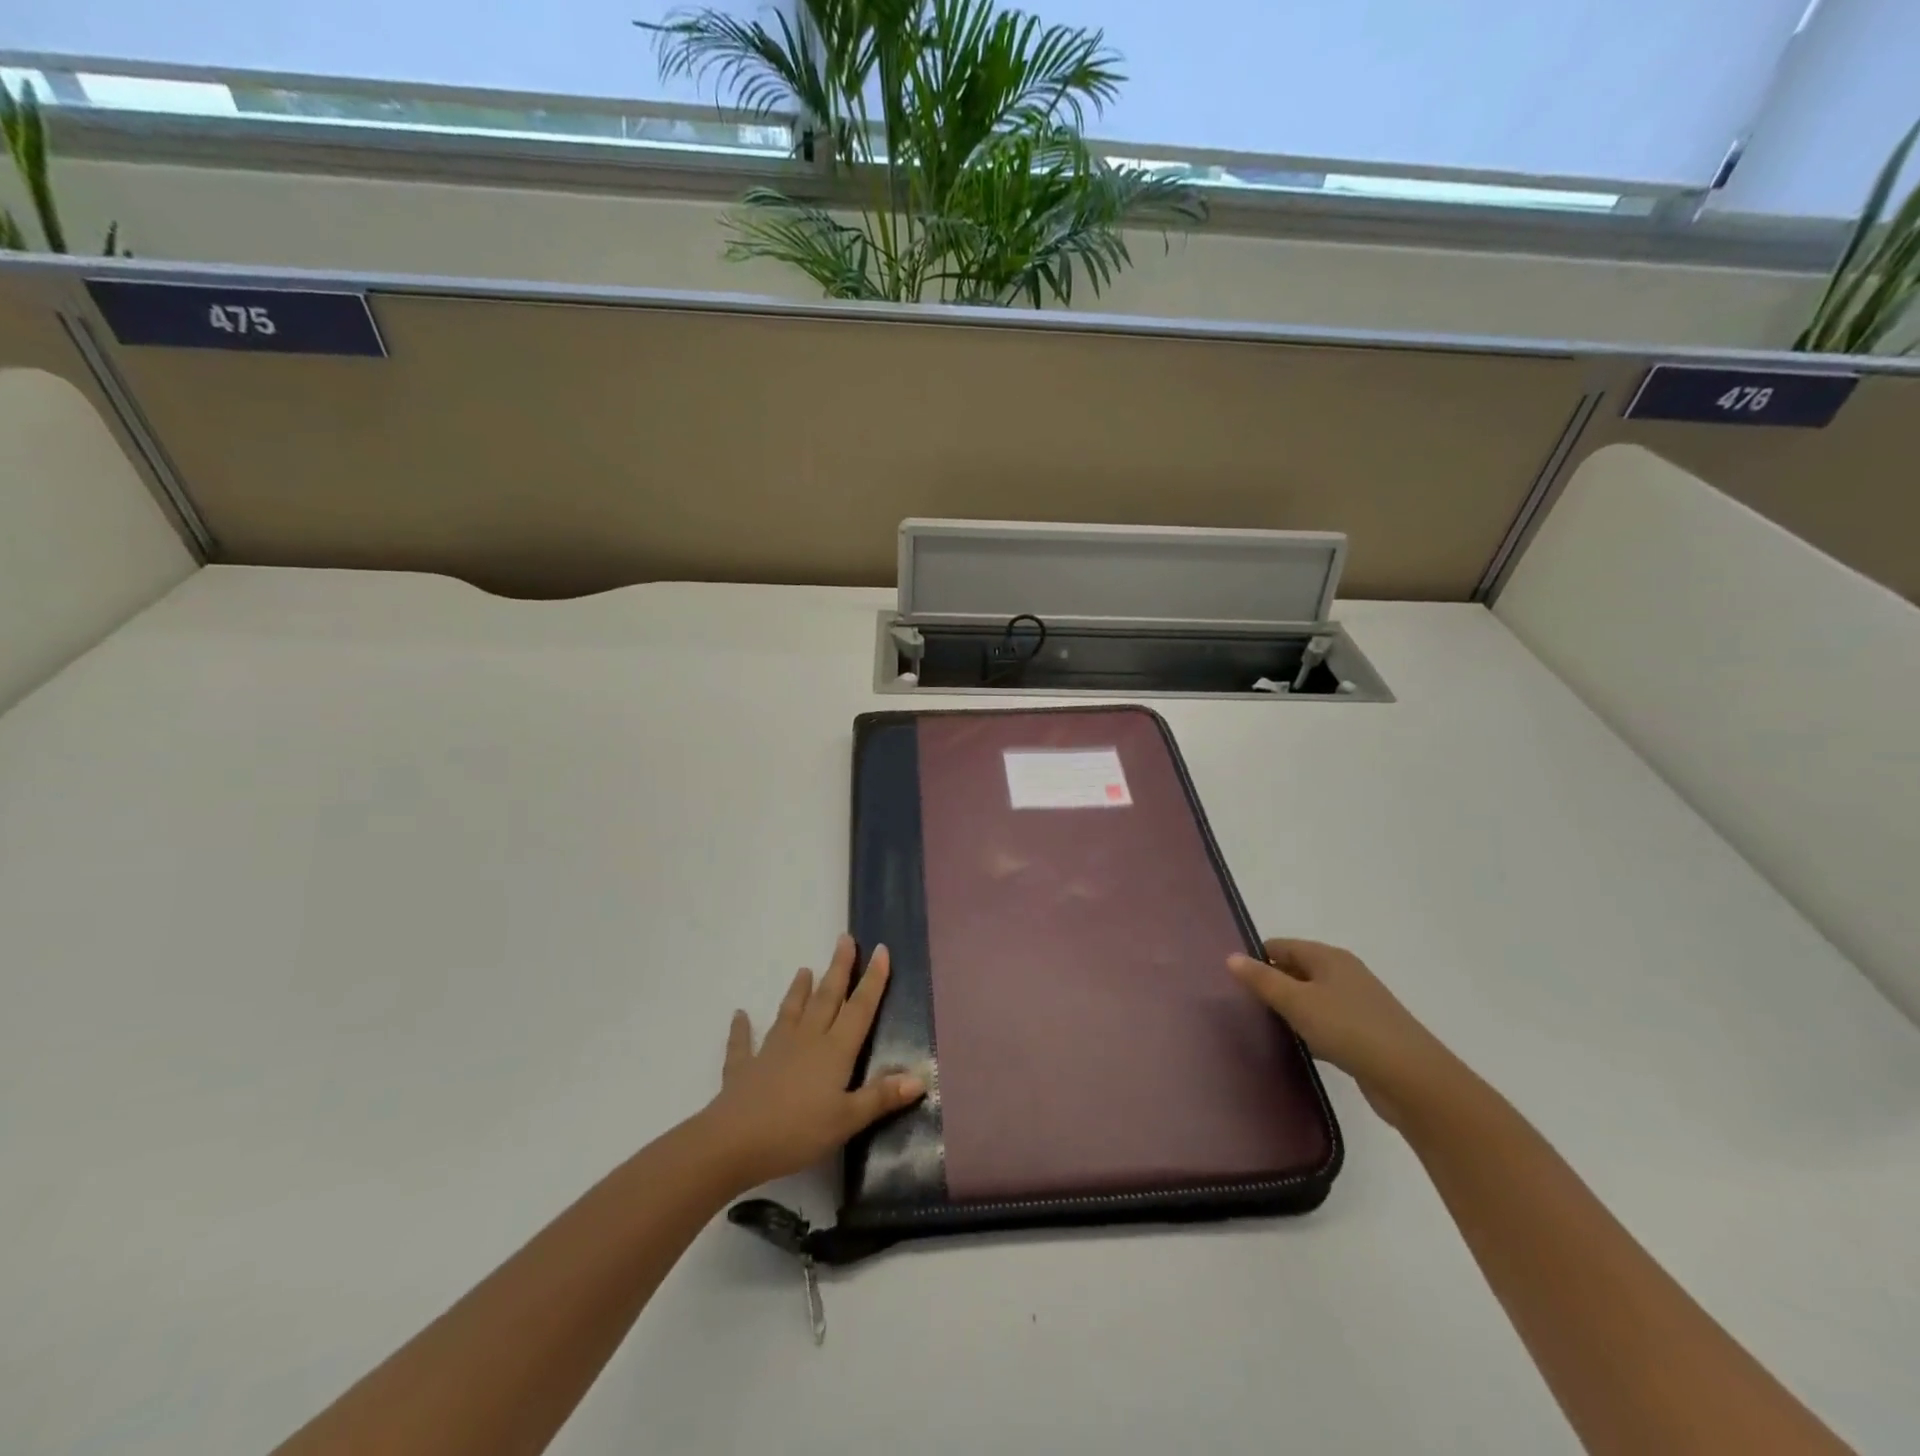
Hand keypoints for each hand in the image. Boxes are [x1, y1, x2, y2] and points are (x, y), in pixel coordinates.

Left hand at [698, 935, 925, 1190]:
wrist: (734, 1142)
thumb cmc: (797, 1132)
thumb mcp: (847, 1120)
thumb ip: (880, 1097)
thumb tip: (919, 1078)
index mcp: (834, 1050)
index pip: (859, 1008)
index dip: (873, 979)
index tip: (880, 949)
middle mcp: (806, 1040)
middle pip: (827, 998)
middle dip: (838, 968)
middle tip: (844, 939)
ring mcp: (773, 1050)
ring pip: (790, 1012)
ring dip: (798, 991)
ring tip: (804, 970)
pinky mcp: (745, 1067)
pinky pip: (744, 1043)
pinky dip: (742, 1028)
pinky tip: (739, 1016)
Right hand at [1228, 939, 1458, 1127]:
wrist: (1413, 1080)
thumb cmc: (1349, 1030)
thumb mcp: (1298, 1002)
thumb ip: (1262, 980)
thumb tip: (1230, 956)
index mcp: (1329, 957)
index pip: (1281, 946)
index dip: (1256, 959)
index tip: (1232, 981)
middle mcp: (1344, 974)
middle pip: (1296, 970)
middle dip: (1271, 984)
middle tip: (1241, 1006)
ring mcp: (1357, 1004)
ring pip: (1312, 998)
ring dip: (1290, 1009)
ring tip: (1262, 1027)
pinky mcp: (1366, 1034)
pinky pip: (1326, 1022)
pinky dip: (1309, 1030)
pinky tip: (1297, 1047)